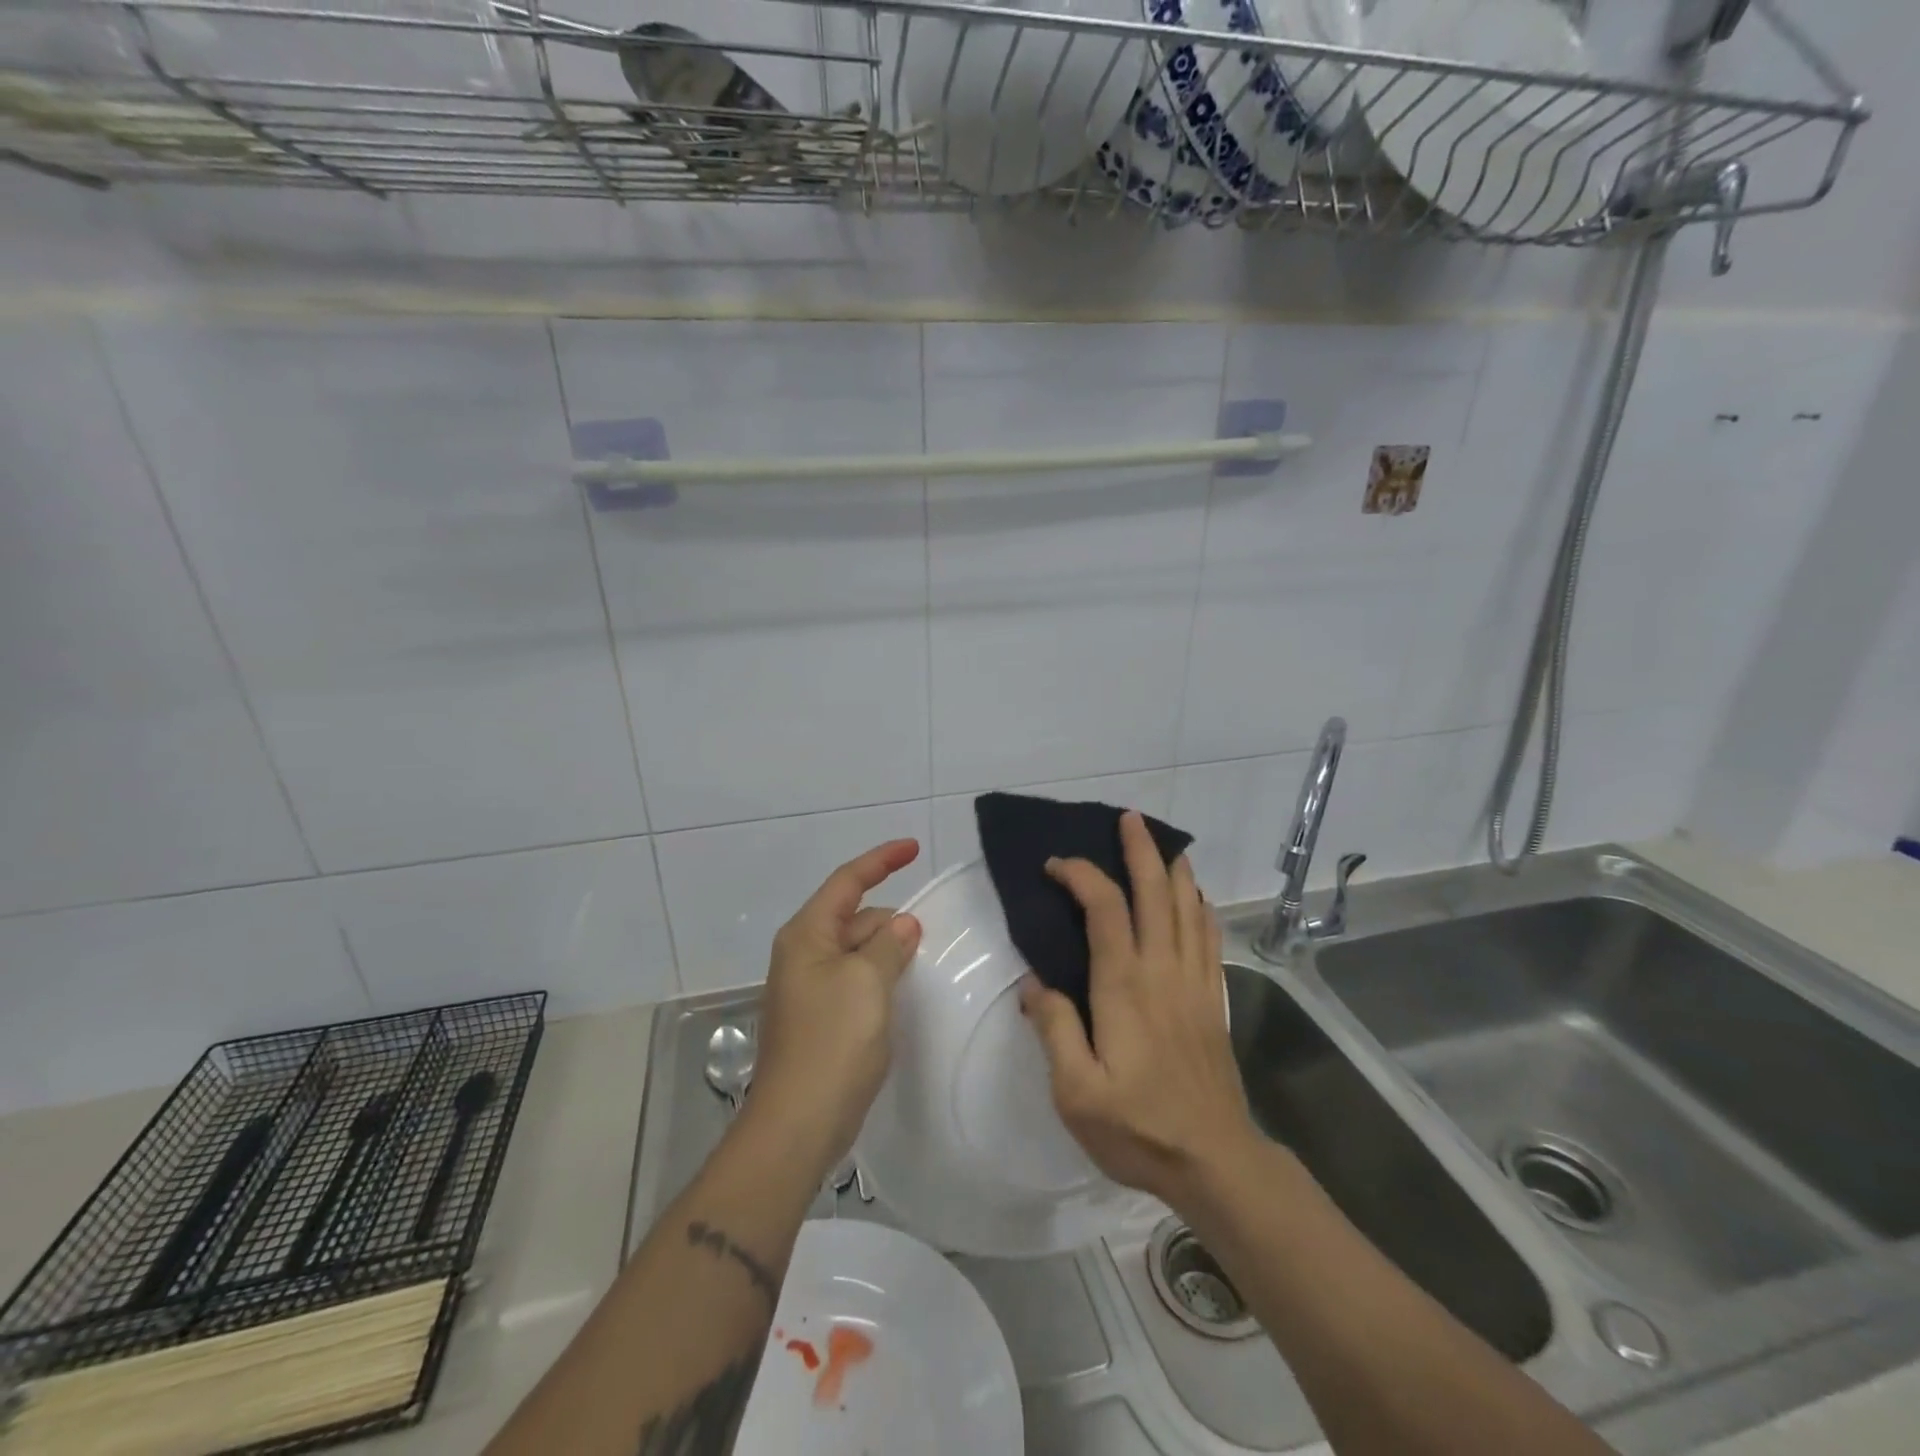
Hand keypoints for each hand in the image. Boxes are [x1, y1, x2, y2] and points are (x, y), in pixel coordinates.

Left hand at [746, 839, 923, 1177]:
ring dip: (889, 951)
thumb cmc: (832, 1042)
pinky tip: (905, 993)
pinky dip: (881, 978)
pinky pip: (857, 981)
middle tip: (934, 935)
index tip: (914, 848)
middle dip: (891, 919)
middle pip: (855, 917)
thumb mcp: (868, 983)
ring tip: (926, 963)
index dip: (881, 860)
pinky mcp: (821, 1019)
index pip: (847, 881)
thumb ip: (889, 945)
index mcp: (807, 935)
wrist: (797, 1126)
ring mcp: (810, 989)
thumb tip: (902, 925)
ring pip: (858, 952)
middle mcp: (804, 955)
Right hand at [1019, 812, 1254, 1206]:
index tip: (1055, 866)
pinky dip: (1201, 907)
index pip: (1104, 908)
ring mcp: (1194, 982)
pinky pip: (1209, 938)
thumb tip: (1032, 983)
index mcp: (1123, 985)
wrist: (1215, 1161)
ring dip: (1175, 870)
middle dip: (1141, 850)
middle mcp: (1162, 970)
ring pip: (1188, 908)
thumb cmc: (1139, 1128)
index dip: (1081, 875)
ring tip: (1164, 844)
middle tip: (1129, 819)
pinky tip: (1196, 898)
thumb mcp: (1076, 1092)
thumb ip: (1053, 1030)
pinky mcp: (1213, 1000)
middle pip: (1156, 893)